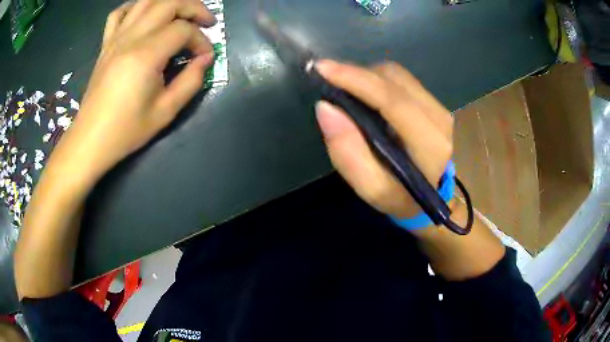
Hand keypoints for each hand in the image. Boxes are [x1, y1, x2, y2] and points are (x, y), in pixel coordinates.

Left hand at [50, 0, 216, 183]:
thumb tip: (205, 59)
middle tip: (205, 22)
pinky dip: (136, 7)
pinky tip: (145, 16)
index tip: (205, 57)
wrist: (90, 140)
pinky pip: (120, 13)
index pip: (183, 31)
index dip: (201, 40)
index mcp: (146, 55)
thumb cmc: (126, 131)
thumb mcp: (165, 112)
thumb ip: (191, 81)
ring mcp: (116, 38)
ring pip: (146, 1)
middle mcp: (131, 38)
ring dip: (169, 2)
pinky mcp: (106, 44)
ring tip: (181, 14)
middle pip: (169, 3)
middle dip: (194, 8)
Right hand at [315, 60, 453, 218]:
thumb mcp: (371, 188)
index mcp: (430, 144)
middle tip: (328, 81)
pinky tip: (364, 93)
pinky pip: (400, 79)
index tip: (322, 69)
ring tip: (345, 89)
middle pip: (393, 79)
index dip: (356, 80)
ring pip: (396, 74)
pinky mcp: (433, 102)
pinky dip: (376, 80)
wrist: (431, 194)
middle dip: (356, 74)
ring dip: (365, 76)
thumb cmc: (400, 196)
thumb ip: (348, 152)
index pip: (392, 100)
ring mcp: (439, 107)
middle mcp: (439, 118)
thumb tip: (325, 107)